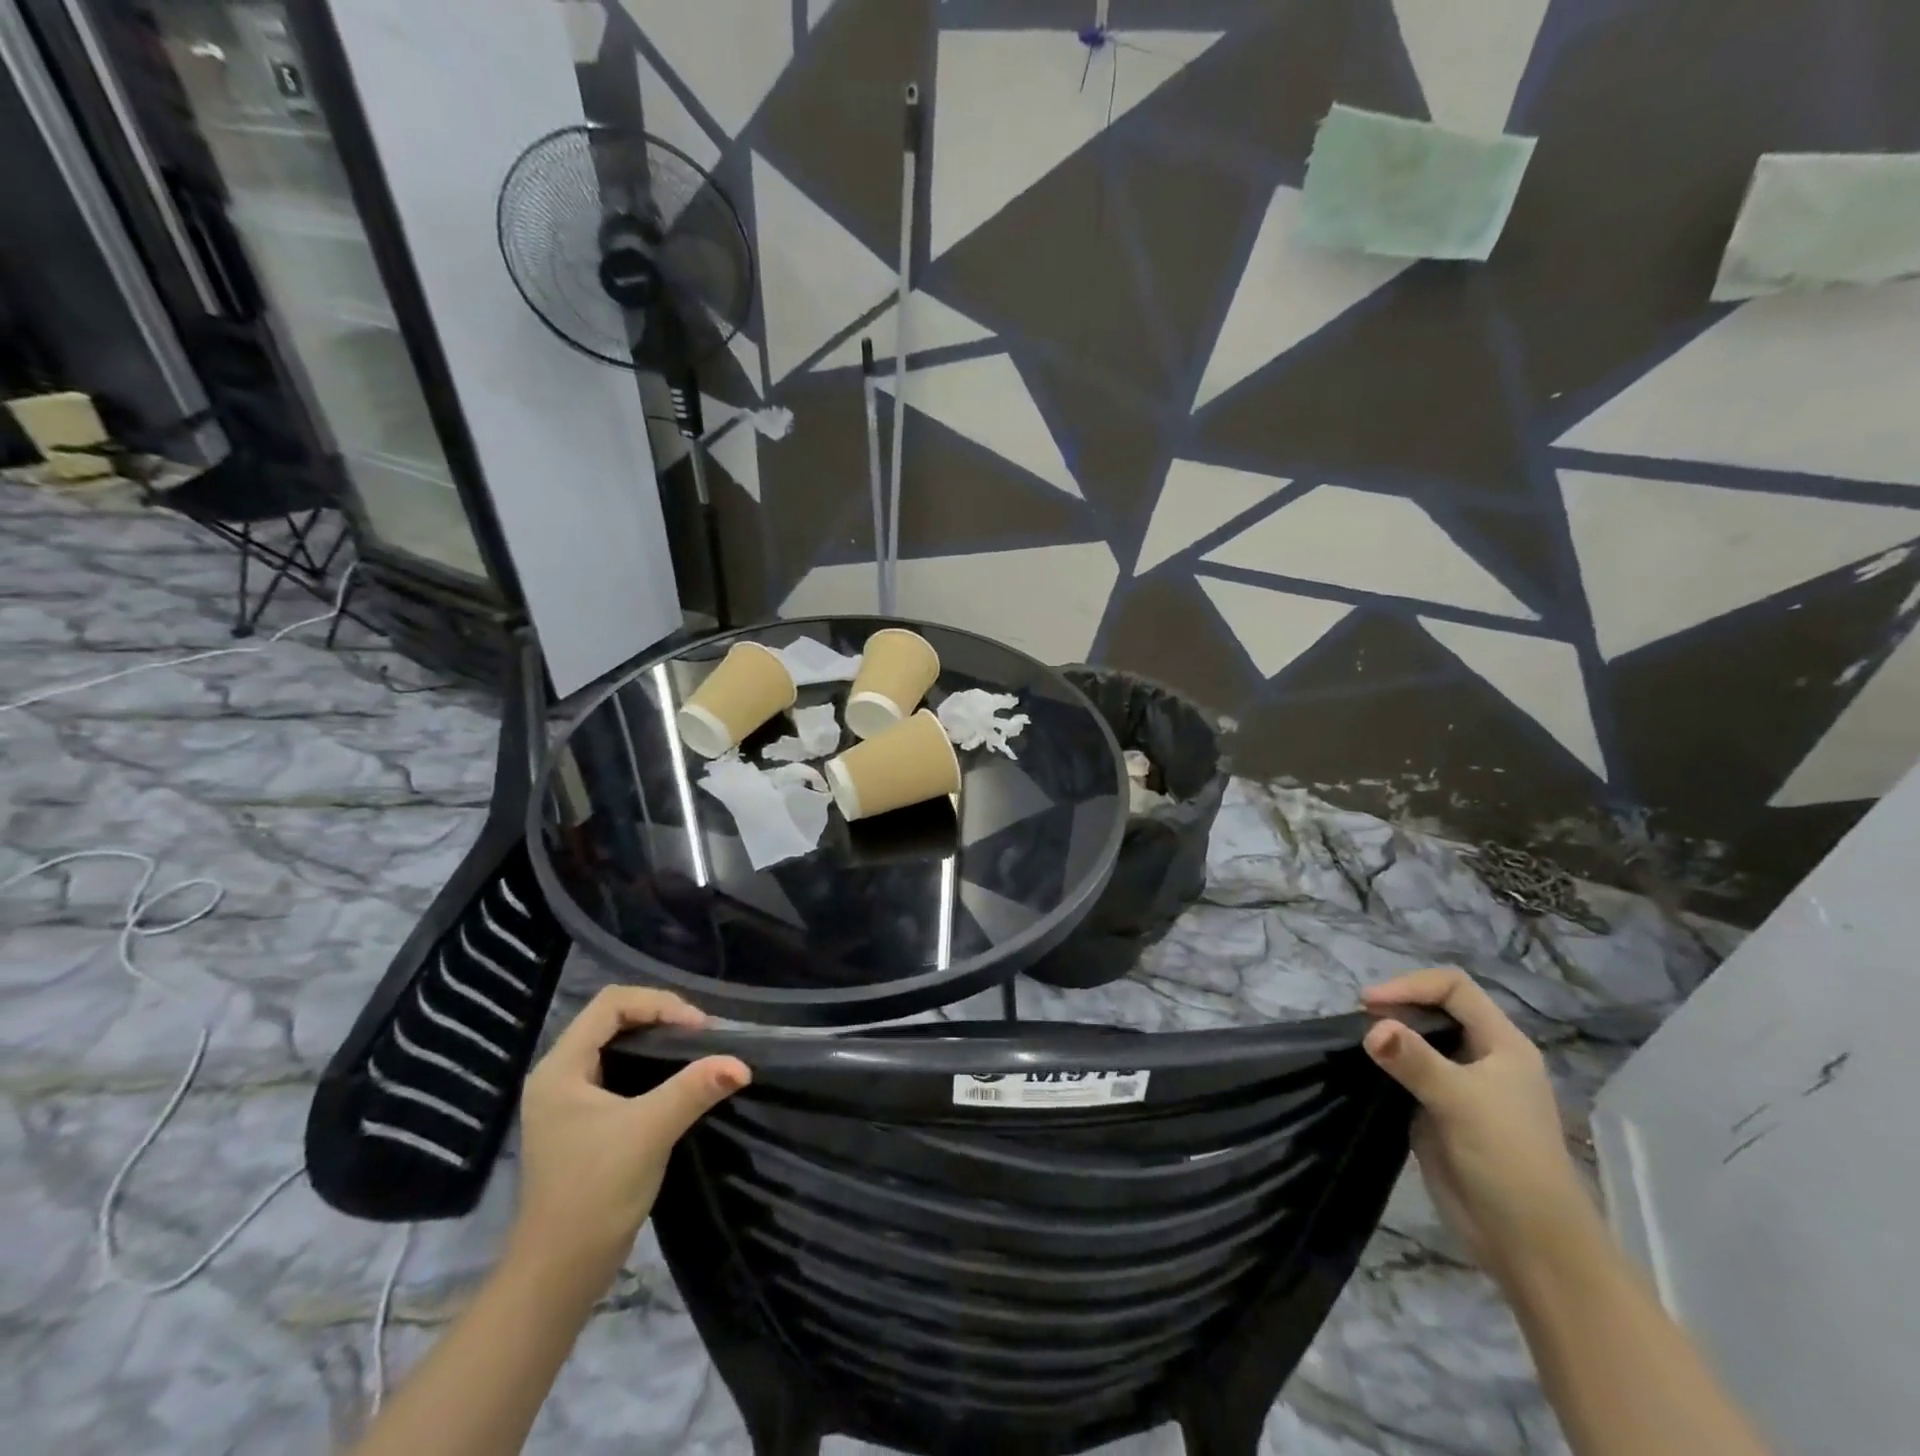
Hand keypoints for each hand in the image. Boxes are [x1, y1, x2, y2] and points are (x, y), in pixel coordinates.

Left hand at [510, 987, 748, 1292]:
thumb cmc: (594, 1194)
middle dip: (662, 1017)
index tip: (699, 1028)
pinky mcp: (582, 1119)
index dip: (659, 1004)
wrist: (558, 1275)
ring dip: (658, 1039)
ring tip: (697, 1048)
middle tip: (703, 1034)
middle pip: (613, 1018)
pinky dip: (651, 1062)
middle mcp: (558, 1074)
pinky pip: (619, 1068)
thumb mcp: (649, 1133)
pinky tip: (678, 1076)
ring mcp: (568, 1098)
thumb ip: (694, 1089)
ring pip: (617, 1043)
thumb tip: (743, 1064)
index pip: (611, 1003)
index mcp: (560, 1068)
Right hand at [1362, 968, 1601, 1288]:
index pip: (1453, 988)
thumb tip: (1371, 1028)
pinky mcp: (1438, 1110)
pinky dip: (1384, 1063)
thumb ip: (1414, 1060)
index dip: (1411, 986)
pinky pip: (1407, 1071)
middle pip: (1434, 1009)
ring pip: (1419, 1039)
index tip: (1371, 1004)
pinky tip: (1364, 1067)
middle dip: (1396, 1007)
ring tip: (1356, 1041)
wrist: (1528, 1242)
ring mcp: (1460, 1084)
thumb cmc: (1508, 1160)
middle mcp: (1482, 1057)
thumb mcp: (1461, 1102)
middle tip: (1359, 1021)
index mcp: (1502, 1044)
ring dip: (1387, 1034)